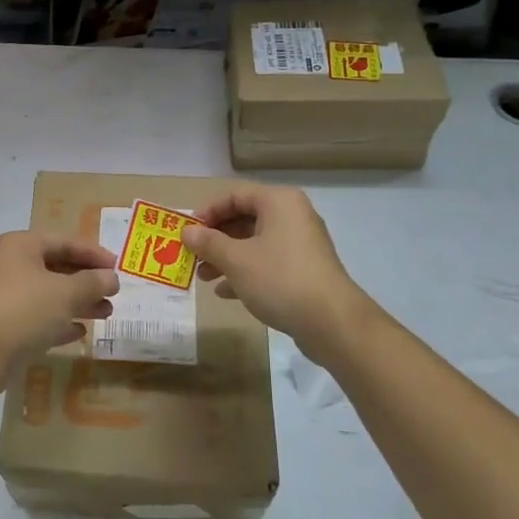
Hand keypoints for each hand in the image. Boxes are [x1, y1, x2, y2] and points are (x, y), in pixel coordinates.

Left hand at [0, 232, 118, 369]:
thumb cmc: (24, 308)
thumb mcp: (66, 292)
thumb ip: (92, 282)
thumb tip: (112, 278)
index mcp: (21, 246)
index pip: (64, 242)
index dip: (93, 253)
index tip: (118, 266)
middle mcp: (10, 266)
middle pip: (56, 268)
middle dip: (87, 281)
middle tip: (114, 293)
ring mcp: (5, 297)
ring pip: (49, 295)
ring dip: (78, 303)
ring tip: (106, 313)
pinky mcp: (4, 326)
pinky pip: (38, 318)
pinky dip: (59, 322)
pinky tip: (80, 332)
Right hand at [182, 185, 378, 353]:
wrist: (332, 322)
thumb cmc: (279, 279)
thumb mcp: (236, 260)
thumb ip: (209, 243)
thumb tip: (187, 232)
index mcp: (279, 202)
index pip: (235, 195)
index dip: (208, 212)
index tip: (187, 231)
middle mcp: (293, 216)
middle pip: (245, 219)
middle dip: (216, 239)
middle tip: (193, 256)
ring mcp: (301, 244)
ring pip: (255, 243)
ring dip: (227, 258)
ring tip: (204, 278)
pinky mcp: (305, 270)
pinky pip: (268, 262)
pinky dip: (246, 272)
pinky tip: (226, 292)